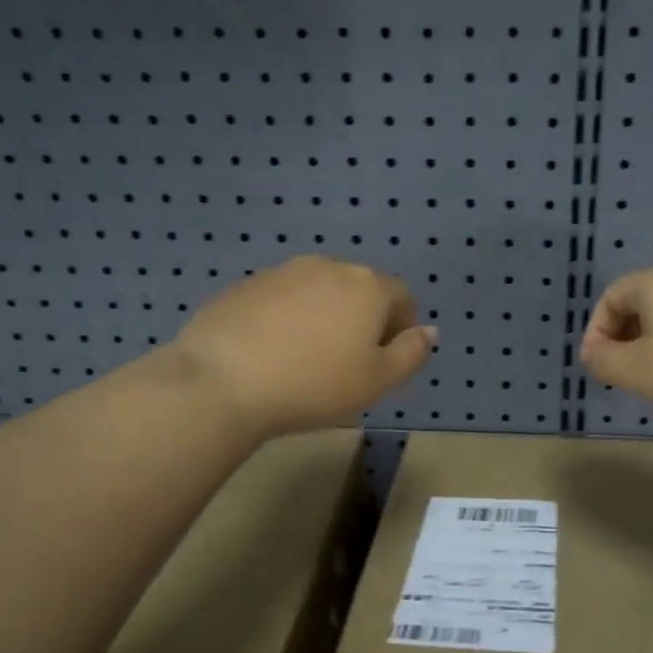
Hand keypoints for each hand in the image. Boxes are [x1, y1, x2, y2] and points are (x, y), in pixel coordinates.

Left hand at [168, 256, 436, 439]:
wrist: (223, 381)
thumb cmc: (314, 385)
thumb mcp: (377, 381)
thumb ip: (411, 353)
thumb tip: (430, 331)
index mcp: (367, 286)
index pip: (401, 295)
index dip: (401, 325)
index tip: (385, 358)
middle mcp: (329, 267)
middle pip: (360, 288)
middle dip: (363, 317)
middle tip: (348, 361)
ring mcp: (283, 271)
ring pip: (319, 290)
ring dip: (325, 315)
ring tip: (308, 356)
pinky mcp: (246, 284)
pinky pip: (282, 298)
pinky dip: (288, 317)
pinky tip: (273, 351)